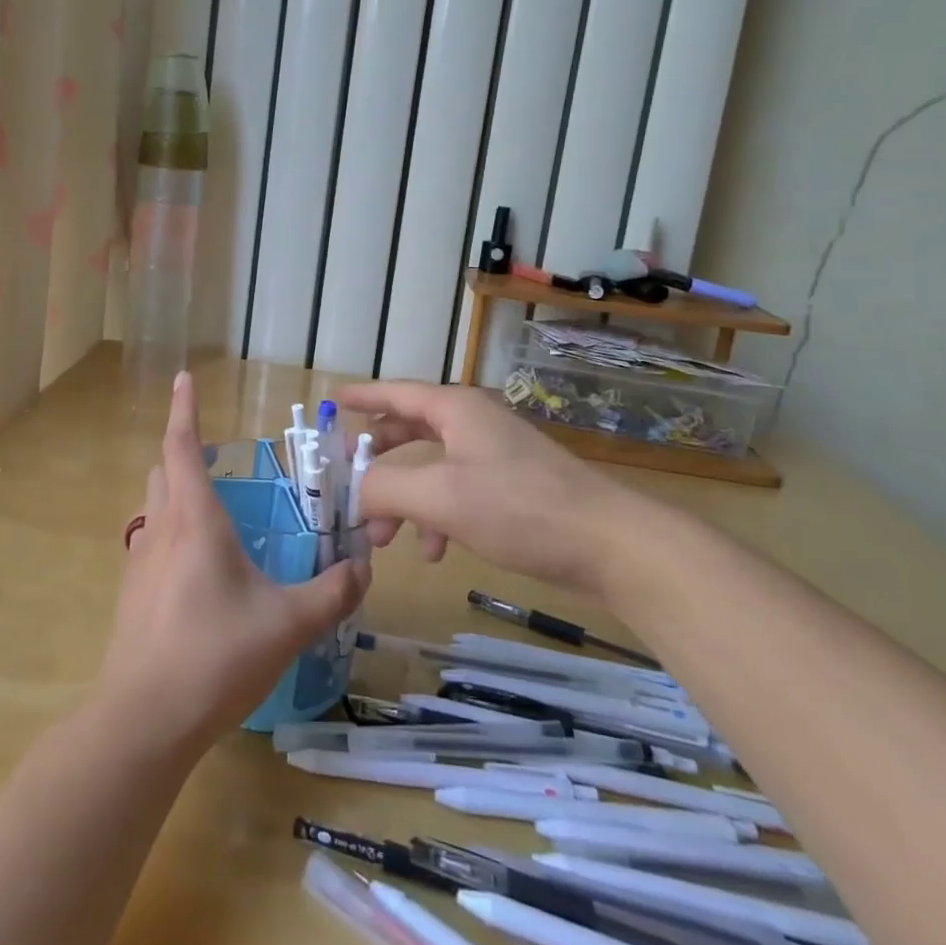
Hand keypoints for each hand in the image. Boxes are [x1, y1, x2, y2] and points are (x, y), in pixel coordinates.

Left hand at [98, 372, 369, 751]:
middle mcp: (162, 531)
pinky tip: (197, 572)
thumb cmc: (217, 656)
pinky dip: (172, 535)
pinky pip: (151, 545)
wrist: (144, 721)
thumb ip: (332, 594)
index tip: (184, 377)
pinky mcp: (132, 596)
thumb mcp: (288, 624)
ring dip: (175, 495)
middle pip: (163, 472)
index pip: (182, 447)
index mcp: (196, 520)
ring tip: (211, 511)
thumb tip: (363, 568)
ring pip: (154, 508)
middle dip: (182, 452)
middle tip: (211, 455)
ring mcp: (140, 563)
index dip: (185, 409)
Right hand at [340, 380, 645, 595]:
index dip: (363, 397)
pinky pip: (457, 491)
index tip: (334, 401)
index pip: (396, 393)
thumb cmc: (520, 508)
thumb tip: (352, 491)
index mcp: (454, 410)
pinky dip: (436, 515)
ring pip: (431, 467)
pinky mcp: (512, 486)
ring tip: (383, 540)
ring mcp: (495, 454)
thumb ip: (385, 489)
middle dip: (377, 460)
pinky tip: (433, 551)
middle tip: (348, 479)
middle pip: (410, 429)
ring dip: (403, 498)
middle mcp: (472, 423)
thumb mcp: (441, 497)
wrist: (611, 545)